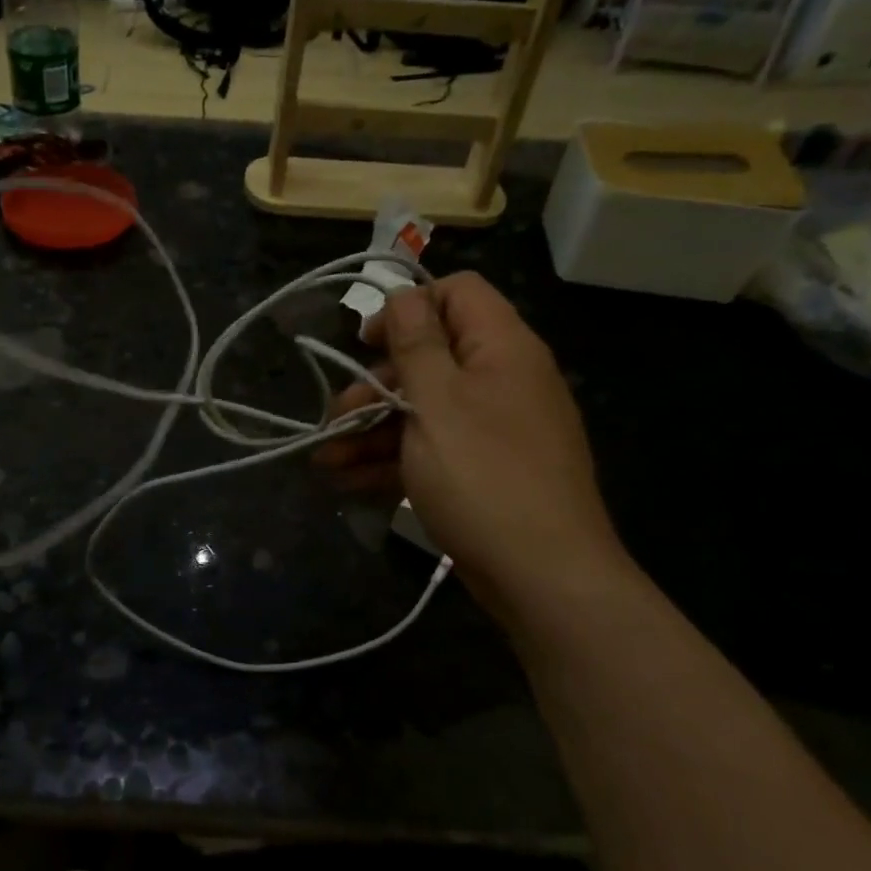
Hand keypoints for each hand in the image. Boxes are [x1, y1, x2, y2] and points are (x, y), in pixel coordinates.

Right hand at [315, 273, 622, 614]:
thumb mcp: (437, 401)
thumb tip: (403, 294)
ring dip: (371, 430)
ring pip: (422, 410)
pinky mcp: (482, 471)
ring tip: (326, 461)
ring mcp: (493, 429)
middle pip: (429, 358)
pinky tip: (348, 481)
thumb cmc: (483, 475)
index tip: (367, 343)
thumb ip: (415, 343)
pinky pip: (432, 449)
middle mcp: (501, 380)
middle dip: (374, 386)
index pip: (457, 293)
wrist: (544, 577)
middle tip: (334, 417)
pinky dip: (392, 461)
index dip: (408, 307)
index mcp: (501, 348)